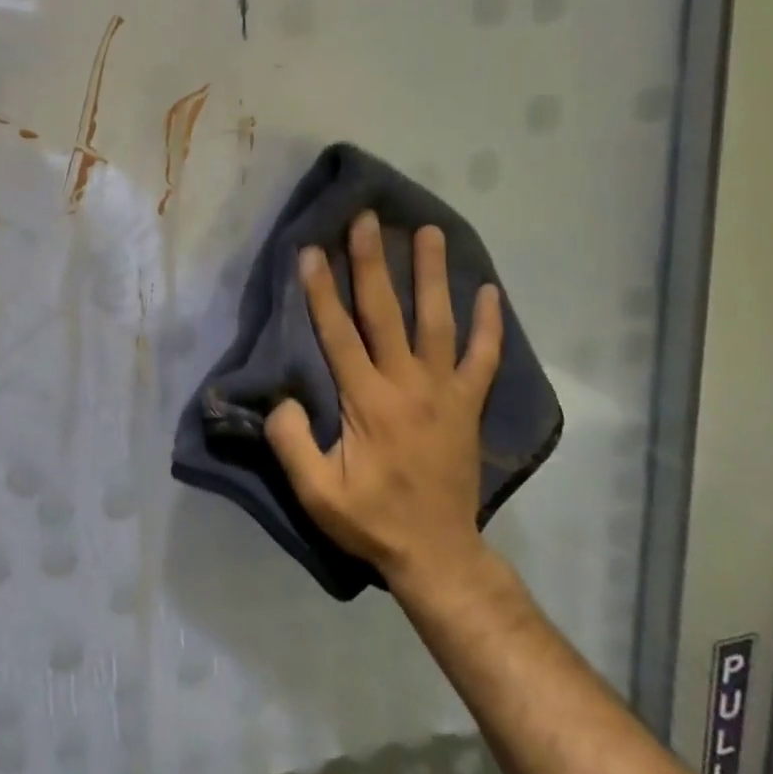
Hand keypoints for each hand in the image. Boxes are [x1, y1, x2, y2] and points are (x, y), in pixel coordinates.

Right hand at [264, 213, 502, 598]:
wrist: (438, 554)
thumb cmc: (371, 520)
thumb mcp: (316, 492)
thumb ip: (292, 443)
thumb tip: (282, 399)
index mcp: (368, 402)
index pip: (338, 334)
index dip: (321, 290)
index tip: (311, 249)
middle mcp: (408, 385)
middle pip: (386, 312)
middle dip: (372, 262)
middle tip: (366, 218)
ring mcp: (445, 392)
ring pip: (437, 321)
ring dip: (431, 274)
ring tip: (427, 231)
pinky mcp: (469, 405)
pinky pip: (484, 358)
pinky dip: (489, 324)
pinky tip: (489, 290)